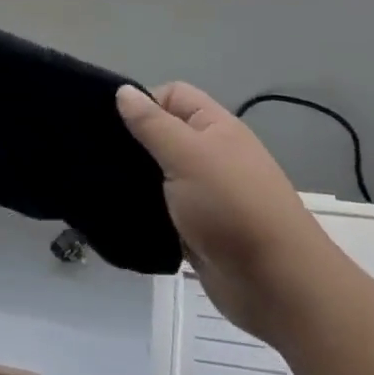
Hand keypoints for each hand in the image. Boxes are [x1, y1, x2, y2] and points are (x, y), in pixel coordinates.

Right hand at [117, 82, 321, 344]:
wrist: (276, 284)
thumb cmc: (232, 206)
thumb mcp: (187, 155)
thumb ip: (152, 124)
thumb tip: (124, 91)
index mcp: (214, 127)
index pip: (172, 95)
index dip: (143, 102)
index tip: (114, 126)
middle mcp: (210, 154)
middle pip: (163, 134)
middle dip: (133, 143)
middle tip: (97, 156)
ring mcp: (204, 194)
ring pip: (159, 175)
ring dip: (135, 181)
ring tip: (100, 185)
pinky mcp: (196, 229)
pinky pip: (162, 211)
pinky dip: (144, 212)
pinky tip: (118, 216)